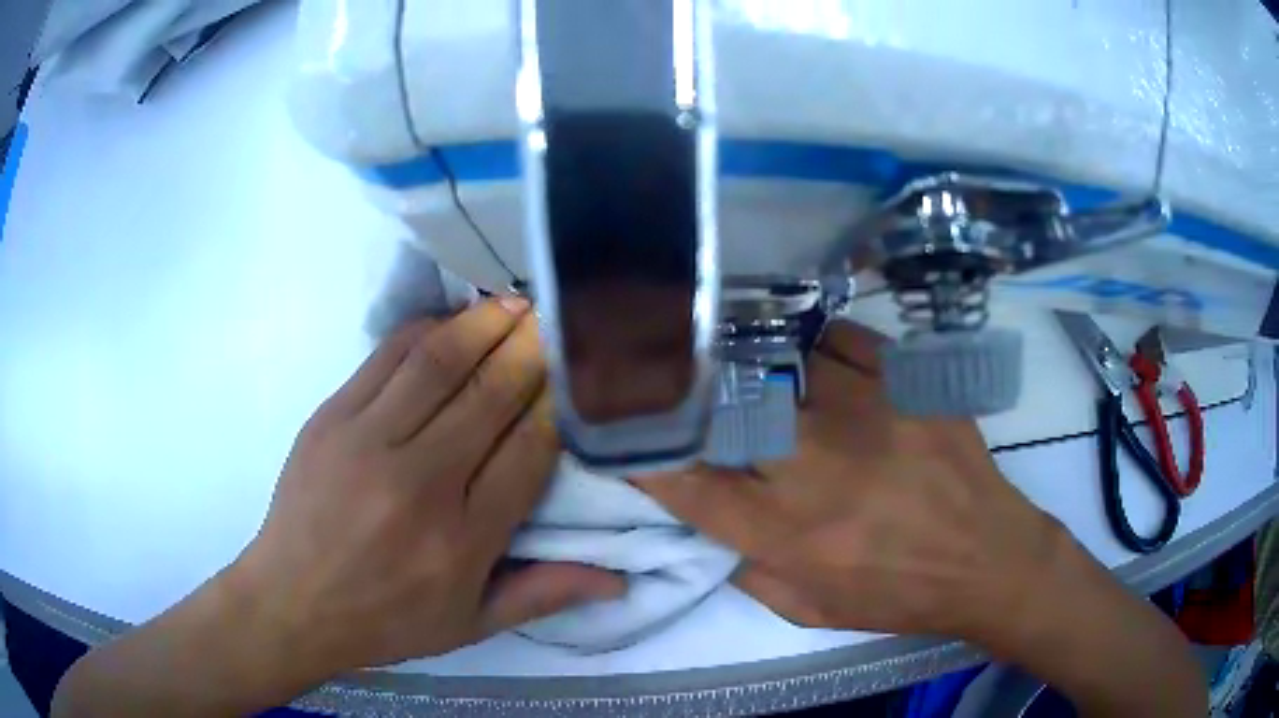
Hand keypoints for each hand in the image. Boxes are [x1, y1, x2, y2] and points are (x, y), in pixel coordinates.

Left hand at [235, 299, 623, 672]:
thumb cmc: (386, 620)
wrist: (291, 601)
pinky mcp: (331, 417)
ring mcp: (367, 442)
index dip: (556, 408)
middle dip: (530, 351)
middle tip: (556, 320)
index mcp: (461, 541)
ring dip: (483, 324)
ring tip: (515, 303)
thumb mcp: (471, 625)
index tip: (575, 381)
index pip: (527, 453)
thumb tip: (618, 582)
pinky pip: (386, 356)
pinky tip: (452, 320)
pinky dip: (426, 330)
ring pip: (438, 362)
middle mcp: (418, 484)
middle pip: (489, 396)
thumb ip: (543, 595)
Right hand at [633, 321, 1063, 639]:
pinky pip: (843, 338)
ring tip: (754, 370)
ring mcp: (865, 413)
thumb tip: (710, 516)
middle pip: (727, 408)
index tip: (632, 434)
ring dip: (758, 367)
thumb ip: (748, 568)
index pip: (689, 483)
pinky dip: (821, 345)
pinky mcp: (907, 383)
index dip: (648, 454)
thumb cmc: (897, 594)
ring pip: (782, 361)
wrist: (986, 559)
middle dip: (694, 395)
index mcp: (787, 532)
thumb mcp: (810, 610)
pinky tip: (821, 361)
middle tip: (684, 387)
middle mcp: (816, 466)